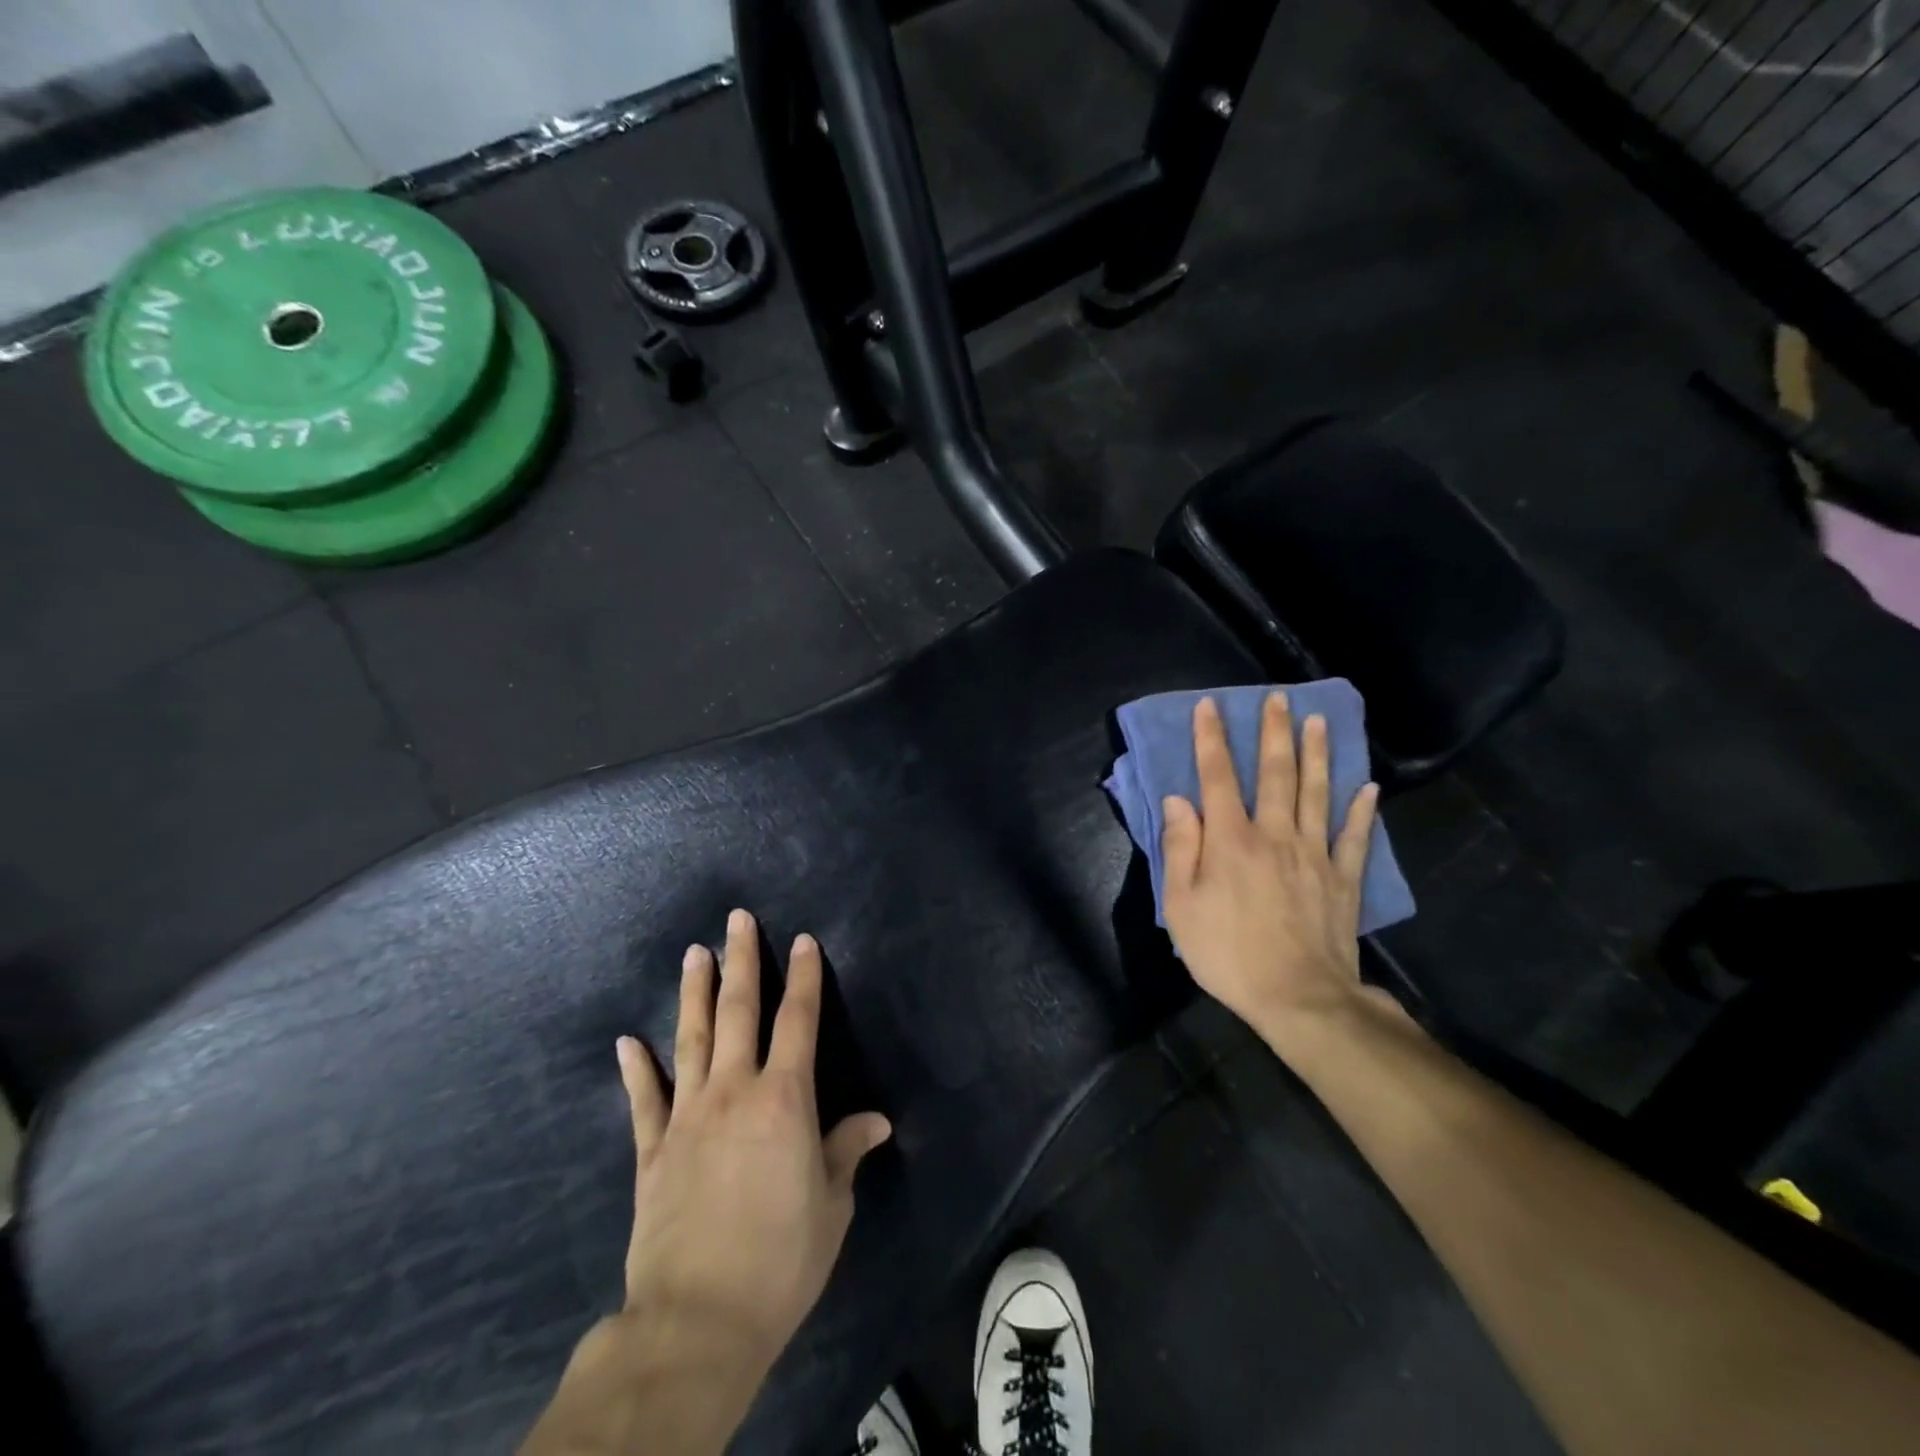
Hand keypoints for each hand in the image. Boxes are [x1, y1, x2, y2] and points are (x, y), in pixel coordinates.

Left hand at [617, 909, 891, 1382]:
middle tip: (737, 919)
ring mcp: (687, 1117)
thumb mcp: (831, 1207)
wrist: (697, 1320)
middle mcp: (734, 1092)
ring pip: (691, 1040)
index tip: (802, 941)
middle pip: (739, 1012)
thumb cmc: (781, 1260)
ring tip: (694, 953)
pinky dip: (635, 1069)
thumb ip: (846, 1152)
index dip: (803, 978)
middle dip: (742, 961)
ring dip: (694, 993)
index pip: (798, 1022)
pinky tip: (627, 1041)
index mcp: (784, 1100)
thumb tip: (877, 1120)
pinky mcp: (653, 1152)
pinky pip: (644, 1100)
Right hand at [1160, 693, 1382, 1053]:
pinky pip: (1354, 837)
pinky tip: (1368, 788)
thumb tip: (1179, 801)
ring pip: (1317, 794)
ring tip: (1318, 721)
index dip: (1212, 739)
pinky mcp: (1343, 879)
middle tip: (1278, 699)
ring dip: (1317, 755)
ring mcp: (1314, 855)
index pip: (1218, 777)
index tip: (1210, 706)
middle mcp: (1274, 835)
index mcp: (1231, 840)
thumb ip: (1180, 848)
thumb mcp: (1181, 906)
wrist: (1298, 997)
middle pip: (1275, 774)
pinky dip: (1361, 811)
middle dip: (1274, 733)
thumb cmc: (1228, 952)